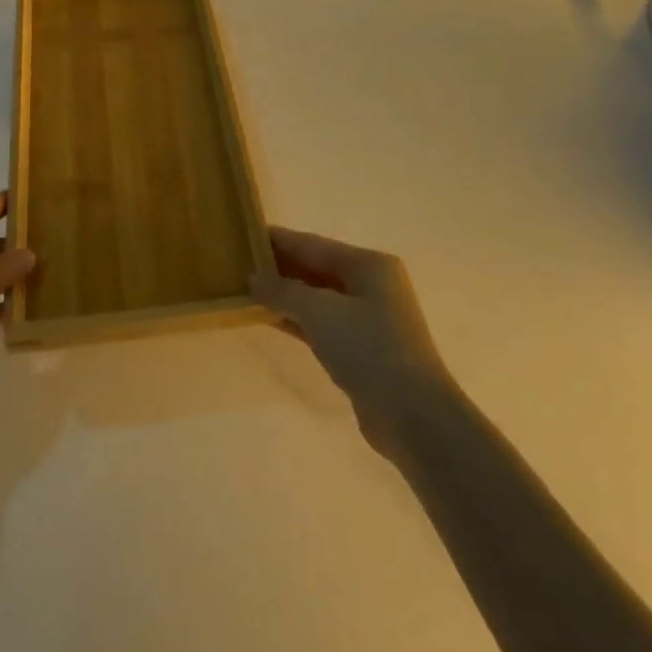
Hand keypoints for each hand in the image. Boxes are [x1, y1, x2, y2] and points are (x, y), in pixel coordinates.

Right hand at [252, 227, 459, 461]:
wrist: (413, 416)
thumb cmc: (369, 349)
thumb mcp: (320, 312)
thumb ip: (283, 290)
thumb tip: (253, 277)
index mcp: (369, 264)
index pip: (313, 244)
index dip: (278, 240)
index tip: (243, 235)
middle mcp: (371, 284)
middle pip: (316, 268)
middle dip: (279, 267)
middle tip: (238, 264)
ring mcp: (368, 318)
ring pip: (317, 297)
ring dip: (284, 295)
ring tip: (245, 289)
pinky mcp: (361, 348)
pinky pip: (321, 323)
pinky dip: (296, 319)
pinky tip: (268, 318)